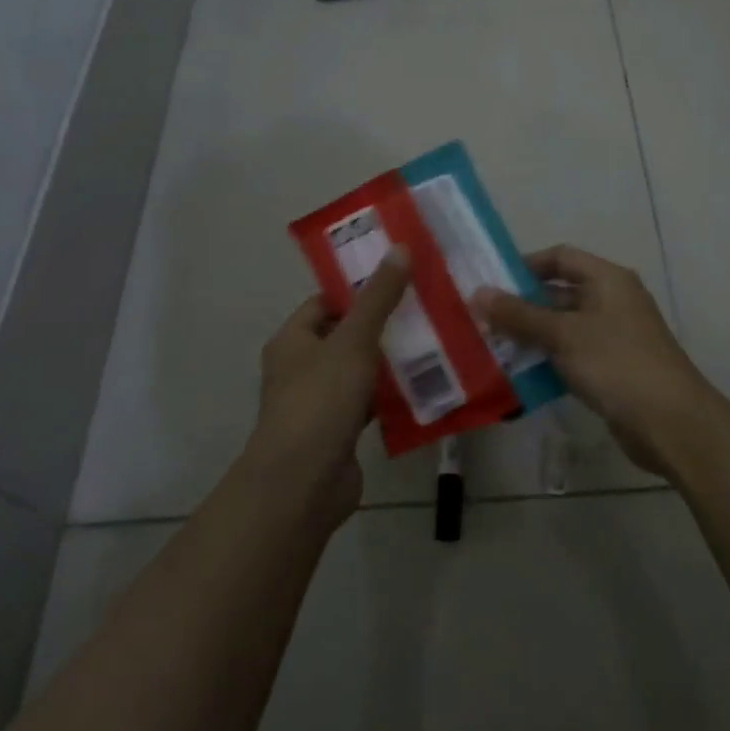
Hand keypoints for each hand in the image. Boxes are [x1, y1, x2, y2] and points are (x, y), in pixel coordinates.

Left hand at [249, 249, 412, 524]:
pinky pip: (370, 403)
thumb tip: (400, 248)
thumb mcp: (353, 341)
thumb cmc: (320, 401)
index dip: (359, 289)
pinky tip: (426, 387)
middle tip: (427, 309)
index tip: (400, 279)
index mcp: (293, 340)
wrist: (304, 482)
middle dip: (384, 325)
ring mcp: (321, 402)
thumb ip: (378, 298)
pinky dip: (392, 396)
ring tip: (436, 342)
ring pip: (361, 371)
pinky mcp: (340, 431)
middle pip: (346, 336)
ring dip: (392, 362)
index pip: (326, 302)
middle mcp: (302, 367)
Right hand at [474, 245, 714, 478]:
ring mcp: (614, 336)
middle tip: (482, 320)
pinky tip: (519, 374)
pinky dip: (548, 360)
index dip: (526, 265)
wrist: (669, 421)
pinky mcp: (612, 368)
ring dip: (531, 336)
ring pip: (563, 327)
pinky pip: (572, 355)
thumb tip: (478, 293)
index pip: (561, 257)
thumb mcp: (563, 334)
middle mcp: (613, 301)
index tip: (491, 282)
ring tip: (492, 347)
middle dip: (522, 306)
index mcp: (608, 279)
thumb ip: (519, 314)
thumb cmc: (616, 363)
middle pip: (560, 293)